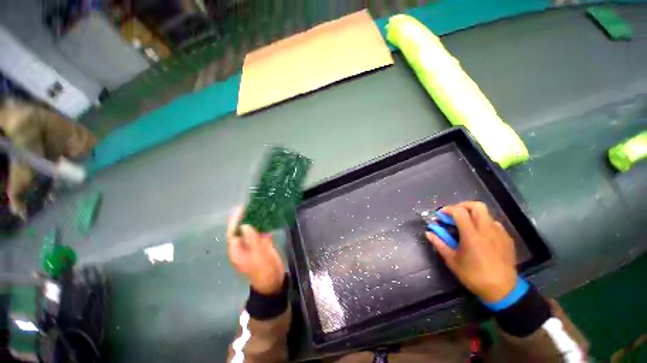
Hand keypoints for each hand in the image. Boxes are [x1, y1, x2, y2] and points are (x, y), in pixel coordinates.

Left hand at [227, 206, 285, 294]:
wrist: (274, 282)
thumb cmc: (264, 270)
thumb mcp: (258, 255)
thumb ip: (252, 239)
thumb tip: (245, 224)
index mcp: (237, 250)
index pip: (233, 232)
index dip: (235, 220)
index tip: (241, 208)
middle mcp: (243, 246)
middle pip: (242, 229)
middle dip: (246, 218)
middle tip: (253, 205)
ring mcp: (253, 246)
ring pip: (253, 230)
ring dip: (257, 220)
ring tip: (262, 208)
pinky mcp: (262, 246)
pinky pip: (262, 233)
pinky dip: (265, 226)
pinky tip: (270, 218)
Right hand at [425, 201, 517, 302]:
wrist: (502, 290)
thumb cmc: (473, 275)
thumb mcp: (452, 261)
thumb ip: (439, 244)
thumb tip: (428, 233)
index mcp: (471, 235)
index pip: (459, 211)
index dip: (448, 209)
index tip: (441, 215)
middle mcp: (487, 230)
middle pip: (477, 206)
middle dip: (463, 205)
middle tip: (454, 214)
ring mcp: (499, 233)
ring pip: (486, 214)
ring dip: (473, 215)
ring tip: (466, 225)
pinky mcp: (507, 239)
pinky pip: (494, 224)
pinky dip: (483, 223)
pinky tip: (480, 235)